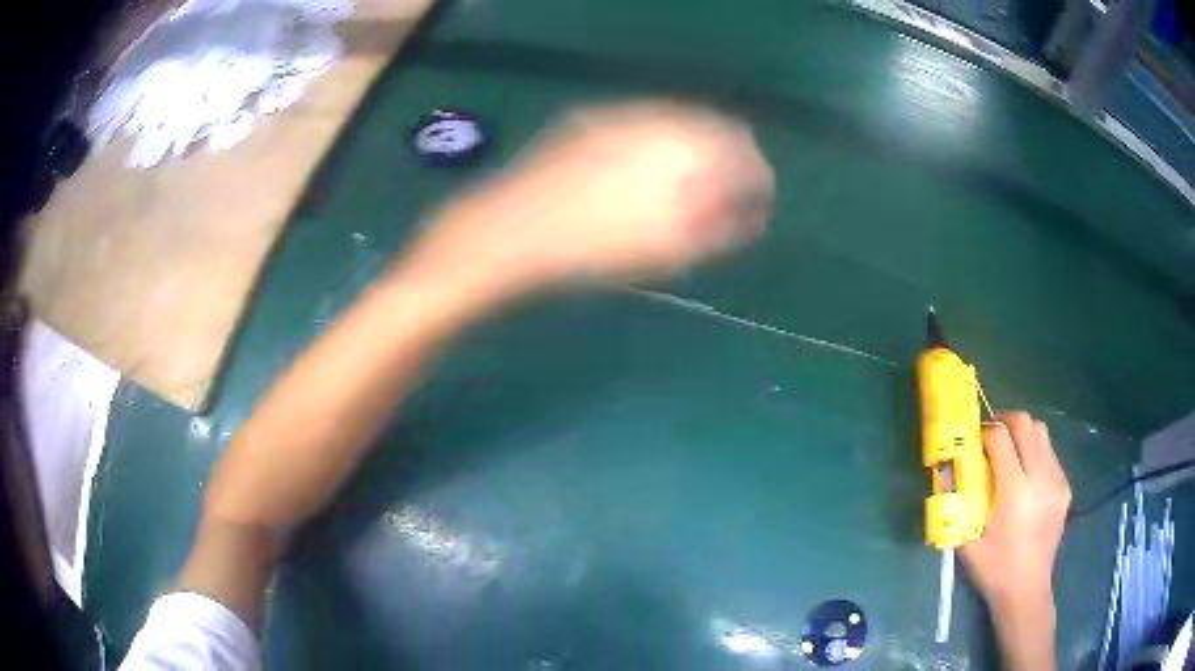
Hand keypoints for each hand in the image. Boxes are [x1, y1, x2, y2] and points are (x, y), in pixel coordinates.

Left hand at [407, 101, 774, 298]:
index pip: (746, 153)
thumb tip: (752, 212)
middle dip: (729, 162)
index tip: (754, 208)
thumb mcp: (673, 247)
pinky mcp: (593, 117)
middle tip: (723, 200)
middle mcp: (662, 116)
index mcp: (688, 145)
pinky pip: (644, 123)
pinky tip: (643, 170)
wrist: (515, 228)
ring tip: (686, 187)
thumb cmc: (598, 246)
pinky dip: (659, 143)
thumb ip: (723, 225)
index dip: (757, 181)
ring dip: (695, 150)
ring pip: (680, 123)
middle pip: (716, 129)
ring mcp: (624, 112)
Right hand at [961, 411, 1070, 619]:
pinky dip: (1034, 451)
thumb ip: (961, 501)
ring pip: (1041, 432)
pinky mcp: (1065, 486)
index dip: (985, 431)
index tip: (974, 437)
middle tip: (990, 433)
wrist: (1026, 589)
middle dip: (1005, 421)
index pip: (1001, 438)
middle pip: (1026, 424)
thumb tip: (951, 470)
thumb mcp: (967, 539)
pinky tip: (1024, 473)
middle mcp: (1041, 478)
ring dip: (1022, 433)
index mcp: (1015, 492)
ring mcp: (1057, 480)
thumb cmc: (993, 569)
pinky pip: (1050, 453)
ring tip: (1008, 450)